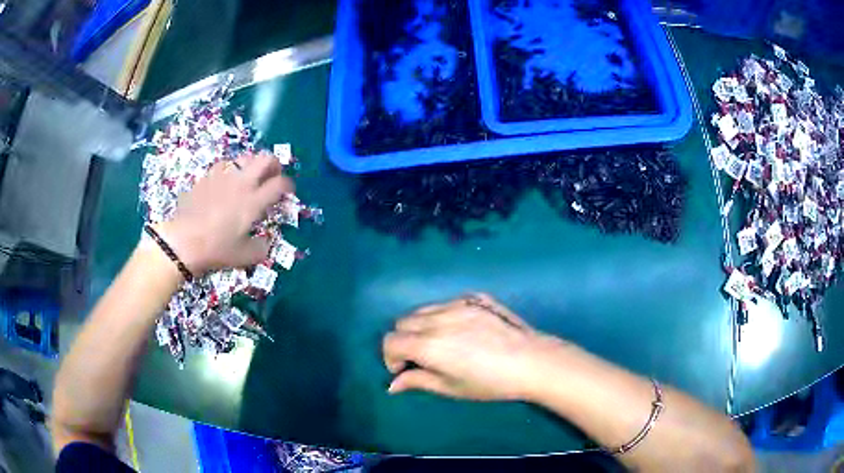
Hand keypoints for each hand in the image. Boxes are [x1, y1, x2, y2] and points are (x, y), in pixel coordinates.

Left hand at [156, 152, 293, 274]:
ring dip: (252, 164)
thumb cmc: (216, 249)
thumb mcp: (244, 257)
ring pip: (244, 157)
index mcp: (254, 201)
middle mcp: (242, 183)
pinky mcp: (207, 177)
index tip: (288, 192)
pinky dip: (230, 170)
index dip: (289, 186)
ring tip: (249, 177)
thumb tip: (266, 243)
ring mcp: (223, 177)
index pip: (280, 184)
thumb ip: (261, 249)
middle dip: (274, 164)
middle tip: (273, 175)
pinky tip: (226, 180)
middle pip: (265, 159)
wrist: (183, 241)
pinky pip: (224, 165)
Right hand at [382, 294, 566, 400]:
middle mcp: (438, 319)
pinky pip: (446, 302)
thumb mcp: (451, 388)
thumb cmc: (490, 383)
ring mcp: (459, 304)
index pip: (391, 340)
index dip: (390, 356)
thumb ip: (417, 381)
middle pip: (403, 322)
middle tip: (422, 357)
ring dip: (421, 326)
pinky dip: (442, 315)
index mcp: (429, 344)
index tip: (405, 369)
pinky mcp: (476, 297)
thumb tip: (392, 384)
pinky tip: (462, 330)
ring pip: (423, 310)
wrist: (532, 361)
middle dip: (404, 340)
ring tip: (441, 343)